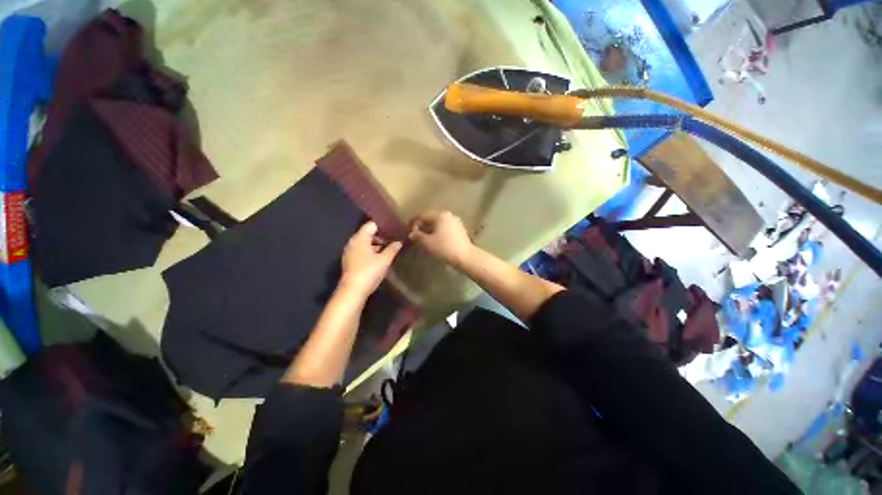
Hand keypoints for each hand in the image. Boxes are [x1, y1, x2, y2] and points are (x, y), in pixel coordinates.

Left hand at [340, 222, 401, 296]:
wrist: (353, 290)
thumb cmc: (369, 271)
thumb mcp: (385, 260)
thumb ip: (392, 249)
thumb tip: (399, 242)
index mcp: (360, 238)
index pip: (371, 225)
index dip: (383, 225)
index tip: (394, 228)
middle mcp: (353, 242)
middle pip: (368, 233)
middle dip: (381, 236)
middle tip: (394, 239)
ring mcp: (350, 252)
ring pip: (365, 243)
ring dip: (376, 245)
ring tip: (389, 248)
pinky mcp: (350, 261)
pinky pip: (362, 251)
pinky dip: (371, 251)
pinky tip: (380, 257)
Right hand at [409, 210, 473, 267]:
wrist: (465, 257)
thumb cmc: (444, 248)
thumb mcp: (427, 243)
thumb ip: (417, 236)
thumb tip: (411, 233)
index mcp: (440, 215)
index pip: (422, 215)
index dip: (413, 223)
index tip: (408, 232)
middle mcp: (449, 215)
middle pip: (431, 218)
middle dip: (422, 226)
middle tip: (415, 235)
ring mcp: (456, 222)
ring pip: (438, 223)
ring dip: (430, 229)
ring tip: (424, 239)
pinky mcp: (460, 230)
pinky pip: (445, 228)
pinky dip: (438, 232)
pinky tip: (435, 240)